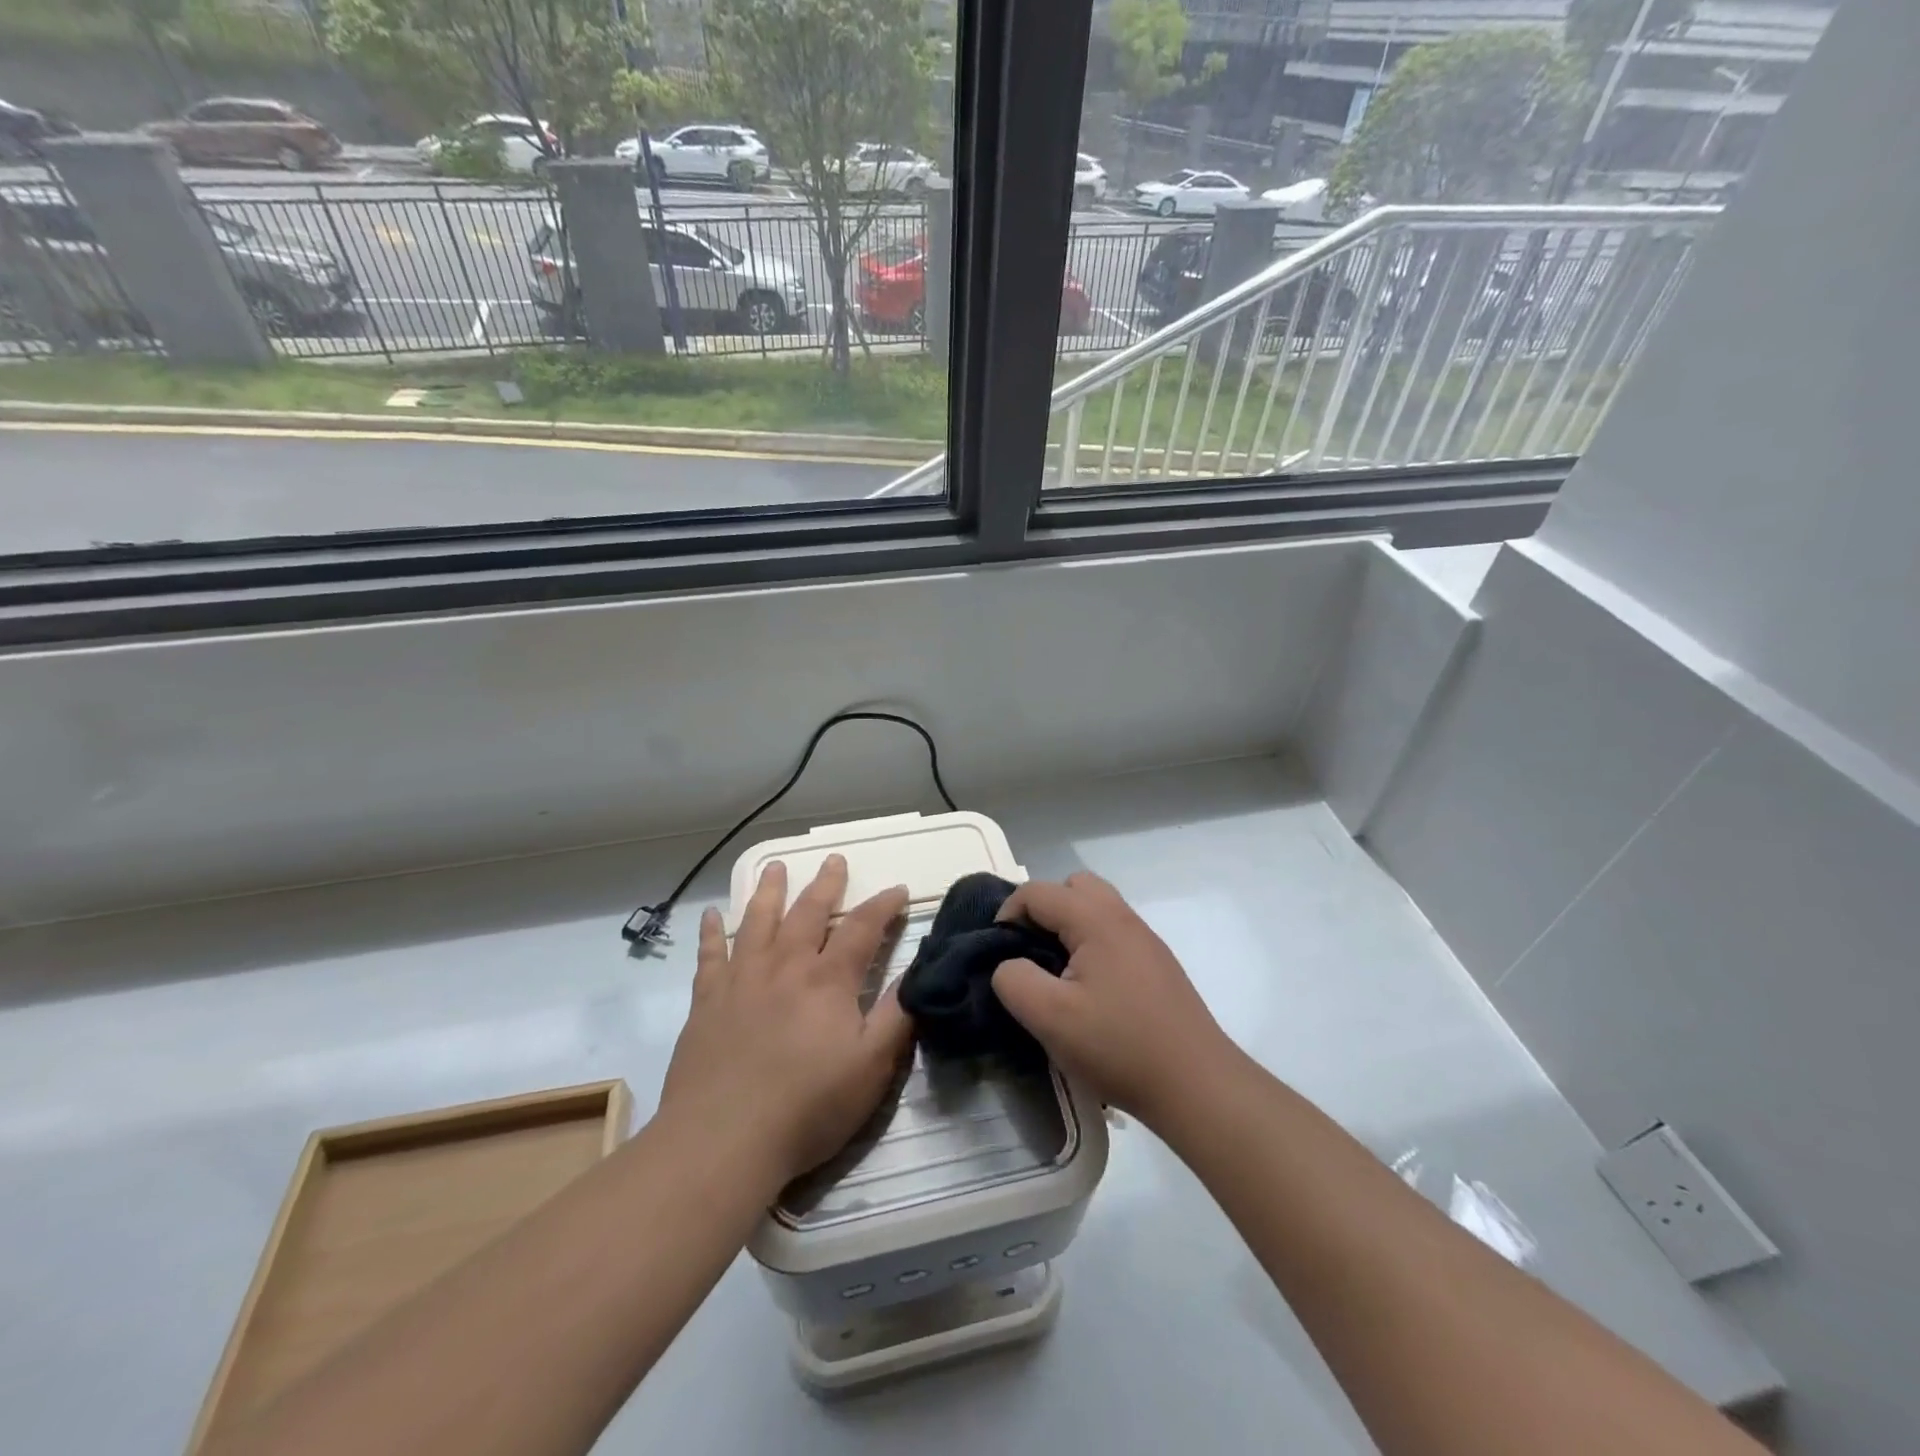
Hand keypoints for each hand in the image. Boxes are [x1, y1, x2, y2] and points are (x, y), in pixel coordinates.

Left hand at [660, 856, 911, 1187]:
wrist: (722, 1141)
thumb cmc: (807, 1107)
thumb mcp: (871, 1068)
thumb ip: (897, 1016)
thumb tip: (918, 972)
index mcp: (828, 981)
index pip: (862, 929)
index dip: (883, 906)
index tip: (896, 889)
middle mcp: (785, 967)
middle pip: (808, 913)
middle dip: (825, 884)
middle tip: (834, 859)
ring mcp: (741, 980)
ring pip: (758, 922)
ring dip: (769, 891)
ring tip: (775, 866)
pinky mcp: (707, 1001)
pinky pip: (709, 955)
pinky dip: (711, 932)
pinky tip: (710, 914)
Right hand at [991, 871, 1231, 1126]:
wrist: (1196, 1084)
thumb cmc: (1119, 1046)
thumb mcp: (1050, 1017)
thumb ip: (1014, 980)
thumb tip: (1009, 965)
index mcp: (1096, 919)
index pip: (1037, 892)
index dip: (1007, 914)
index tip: (998, 953)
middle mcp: (1123, 918)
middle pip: (1072, 887)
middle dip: (1042, 910)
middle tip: (1029, 950)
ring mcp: (1145, 940)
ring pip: (1096, 909)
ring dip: (1068, 927)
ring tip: (1055, 971)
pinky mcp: (1157, 965)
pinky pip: (1113, 933)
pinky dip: (1090, 944)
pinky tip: (1089, 991)